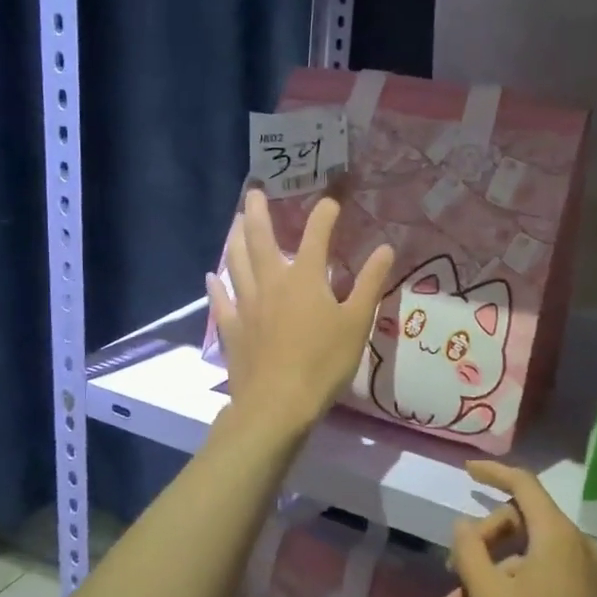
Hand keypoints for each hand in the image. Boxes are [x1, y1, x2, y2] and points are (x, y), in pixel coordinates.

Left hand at [206, 189, 393, 441]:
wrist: (277, 403)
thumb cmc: (323, 363)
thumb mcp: (356, 323)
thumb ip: (370, 283)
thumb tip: (385, 248)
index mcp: (305, 278)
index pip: (316, 234)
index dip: (324, 214)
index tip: (331, 201)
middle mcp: (271, 281)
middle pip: (260, 238)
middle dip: (258, 212)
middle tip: (253, 192)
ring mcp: (247, 304)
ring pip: (236, 262)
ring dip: (235, 239)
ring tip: (234, 223)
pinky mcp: (232, 328)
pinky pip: (221, 301)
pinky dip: (216, 286)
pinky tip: (211, 277)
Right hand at [446, 460, 596, 596]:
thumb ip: (470, 552)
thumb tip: (463, 524)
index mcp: (559, 536)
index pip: (524, 485)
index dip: (493, 473)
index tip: (466, 471)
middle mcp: (580, 547)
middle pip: (523, 523)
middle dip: (485, 542)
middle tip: (455, 575)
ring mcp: (591, 577)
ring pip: (532, 557)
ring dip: (495, 573)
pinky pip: (549, 578)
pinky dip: (518, 588)